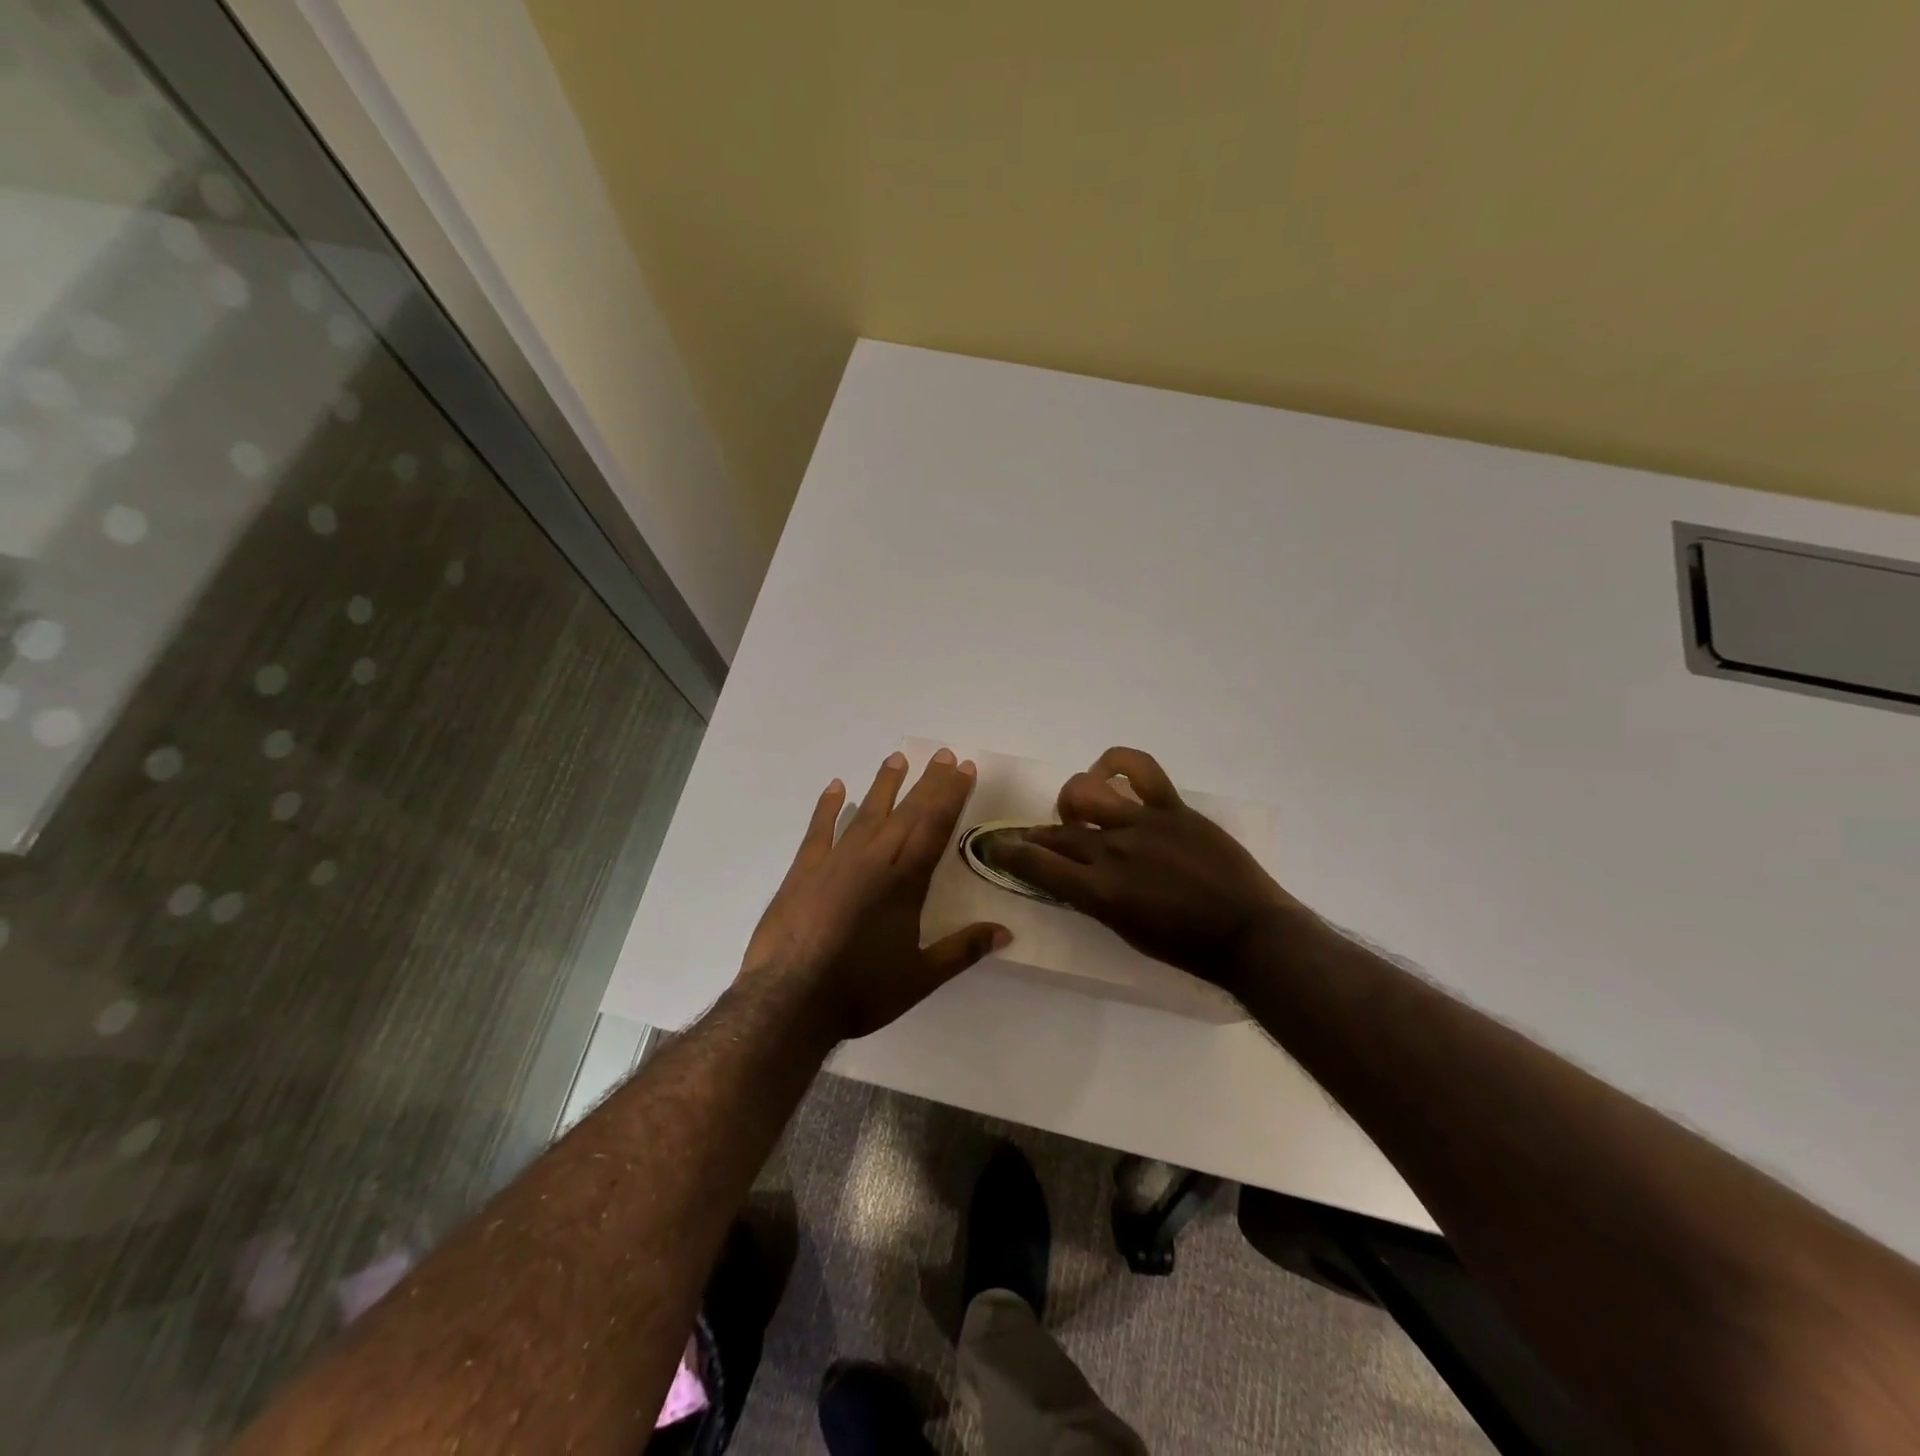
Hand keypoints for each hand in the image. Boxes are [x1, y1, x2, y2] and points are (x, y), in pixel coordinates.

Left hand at [740, 748, 1010, 1041]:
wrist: (788, 1000)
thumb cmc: (860, 991)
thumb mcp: (920, 978)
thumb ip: (963, 950)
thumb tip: (1006, 933)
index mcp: (905, 881)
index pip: (935, 826)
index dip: (952, 794)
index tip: (964, 767)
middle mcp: (873, 860)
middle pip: (907, 812)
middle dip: (928, 782)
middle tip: (942, 753)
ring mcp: (835, 861)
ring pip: (866, 813)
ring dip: (884, 785)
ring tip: (897, 758)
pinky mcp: (803, 871)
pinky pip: (819, 830)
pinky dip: (828, 807)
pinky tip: (836, 788)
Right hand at [990, 747, 1300, 991]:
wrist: (1249, 933)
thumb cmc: (1187, 947)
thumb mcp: (1126, 931)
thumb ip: (1094, 899)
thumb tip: (1073, 876)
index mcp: (1100, 892)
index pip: (1037, 864)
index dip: (1007, 852)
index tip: (993, 846)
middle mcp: (1113, 851)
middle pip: (1056, 832)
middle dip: (1033, 835)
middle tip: (1028, 838)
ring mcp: (1143, 823)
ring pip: (1084, 792)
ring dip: (1071, 802)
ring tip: (1079, 813)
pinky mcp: (1172, 807)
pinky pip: (1139, 767)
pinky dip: (1115, 762)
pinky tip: (1109, 773)